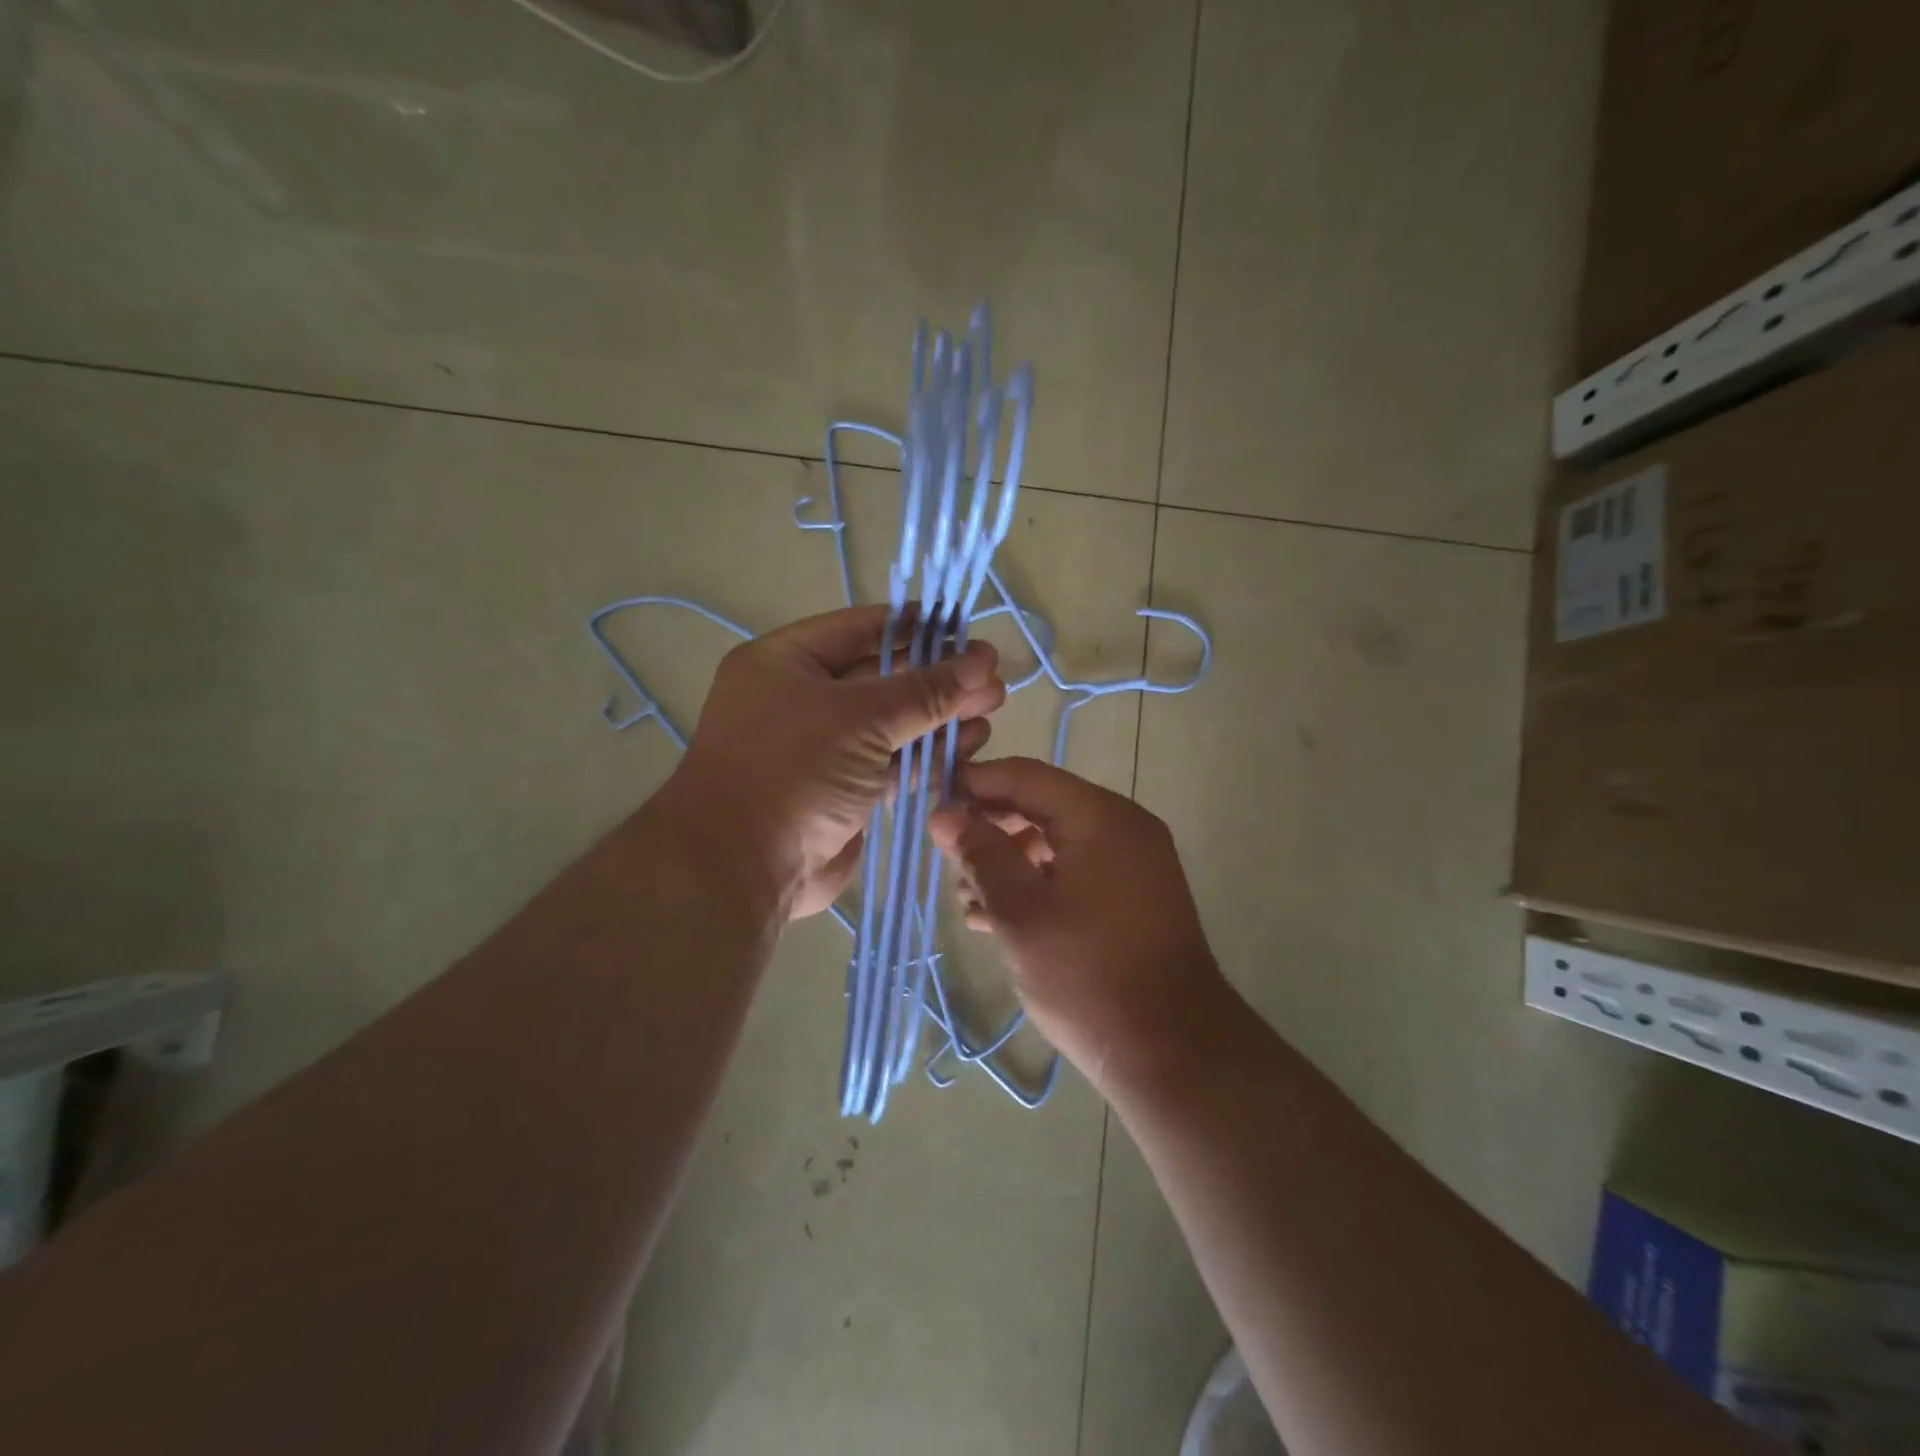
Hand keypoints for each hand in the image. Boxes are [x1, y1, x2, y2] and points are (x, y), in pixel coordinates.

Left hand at [660, 606, 1005, 917]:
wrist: (743, 869)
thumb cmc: (793, 770)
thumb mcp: (860, 717)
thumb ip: (925, 689)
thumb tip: (984, 661)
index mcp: (785, 662)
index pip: (861, 627)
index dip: (916, 626)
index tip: (967, 629)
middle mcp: (801, 698)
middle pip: (883, 676)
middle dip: (939, 677)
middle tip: (993, 678)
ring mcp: (822, 748)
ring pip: (893, 723)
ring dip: (941, 717)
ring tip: (991, 710)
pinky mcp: (844, 790)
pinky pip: (892, 763)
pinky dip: (928, 756)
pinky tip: (968, 747)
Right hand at [928, 757, 1229, 1091]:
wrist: (1172, 1051)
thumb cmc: (1087, 973)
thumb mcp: (1020, 911)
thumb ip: (980, 854)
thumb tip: (944, 814)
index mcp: (1100, 816)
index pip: (1025, 776)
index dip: (974, 784)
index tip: (931, 803)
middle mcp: (1122, 828)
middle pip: (1041, 807)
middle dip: (989, 829)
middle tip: (947, 859)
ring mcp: (1132, 864)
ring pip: (1055, 843)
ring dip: (1008, 863)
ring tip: (967, 900)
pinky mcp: (1132, 898)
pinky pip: (1075, 872)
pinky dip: (1037, 885)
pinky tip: (997, 918)